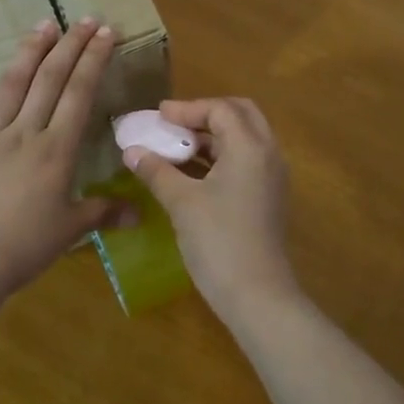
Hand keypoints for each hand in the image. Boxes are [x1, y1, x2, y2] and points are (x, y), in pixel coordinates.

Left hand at [0, 19, 135, 298]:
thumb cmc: (26, 246)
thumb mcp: (71, 229)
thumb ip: (104, 213)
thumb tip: (139, 213)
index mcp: (57, 149)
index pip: (80, 92)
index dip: (93, 59)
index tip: (105, 31)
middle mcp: (25, 132)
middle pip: (50, 78)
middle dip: (69, 45)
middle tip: (83, 18)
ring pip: (11, 84)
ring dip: (29, 52)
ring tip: (42, 25)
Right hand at [122, 97, 302, 325]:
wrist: (257, 295)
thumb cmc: (218, 241)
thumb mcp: (182, 203)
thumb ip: (156, 171)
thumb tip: (131, 151)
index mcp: (250, 147)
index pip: (221, 109)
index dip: (187, 108)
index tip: (158, 116)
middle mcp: (268, 154)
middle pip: (240, 115)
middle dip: (206, 114)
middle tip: (173, 124)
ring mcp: (272, 177)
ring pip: (244, 139)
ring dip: (212, 136)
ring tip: (176, 146)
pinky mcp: (268, 197)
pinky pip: (246, 161)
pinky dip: (220, 157)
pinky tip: (192, 172)